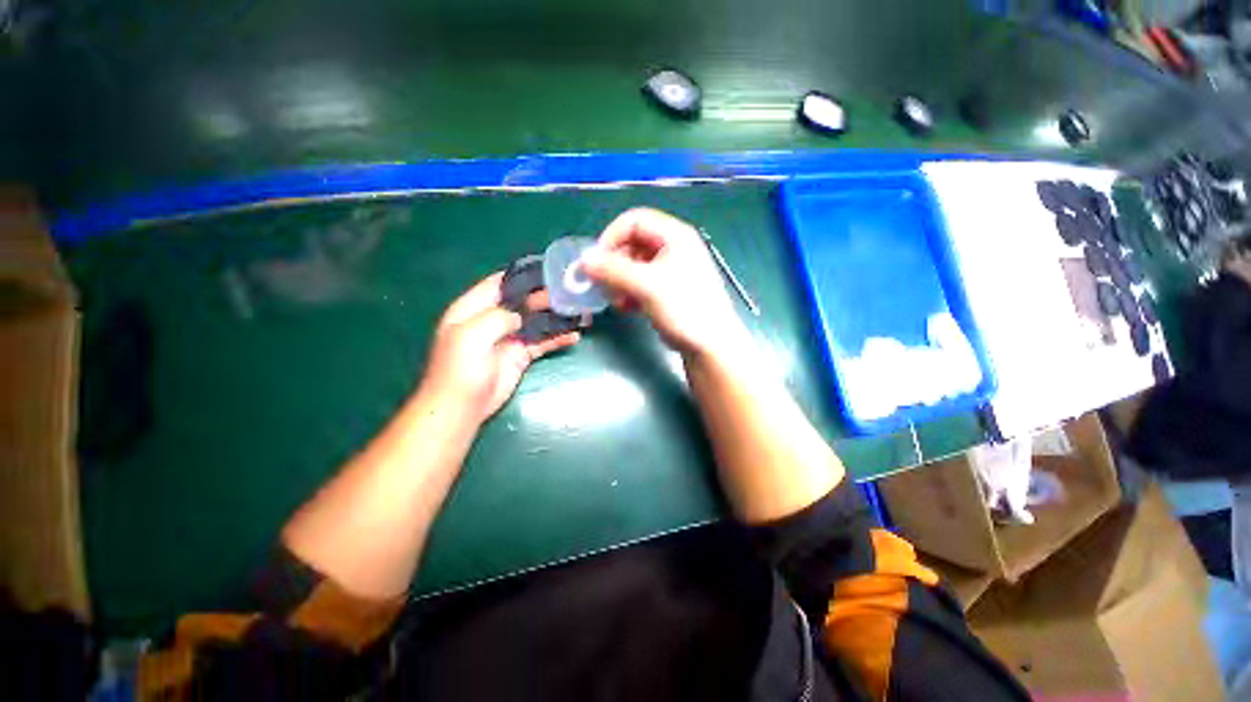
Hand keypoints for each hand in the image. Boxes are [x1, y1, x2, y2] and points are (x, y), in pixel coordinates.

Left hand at [420, 272, 579, 423]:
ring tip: (579, 312)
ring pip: (536, 321)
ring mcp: (509, 338)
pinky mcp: (521, 355)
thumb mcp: (471, 335)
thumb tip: (520, 315)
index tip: (546, 269)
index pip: (498, 284)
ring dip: (555, 317)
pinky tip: (574, 335)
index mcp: (473, 309)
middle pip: (522, 302)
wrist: (462, 408)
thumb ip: (497, 317)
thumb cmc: (460, 369)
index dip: (520, 276)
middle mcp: (492, 320)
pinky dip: (558, 338)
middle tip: (571, 292)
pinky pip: (542, 342)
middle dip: (545, 297)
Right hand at [582, 207, 746, 357]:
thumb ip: (614, 271)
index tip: (596, 261)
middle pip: (633, 243)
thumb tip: (583, 261)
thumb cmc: (685, 309)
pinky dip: (629, 292)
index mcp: (675, 236)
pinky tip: (626, 308)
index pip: (634, 221)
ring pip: (634, 265)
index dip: (611, 237)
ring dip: (619, 281)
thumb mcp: (647, 286)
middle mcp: (673, 248)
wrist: (710, 345)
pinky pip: (641, 283)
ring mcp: (671, 270)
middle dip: (614, 264)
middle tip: (602, 284)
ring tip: (616, 300)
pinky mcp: (668, 290)